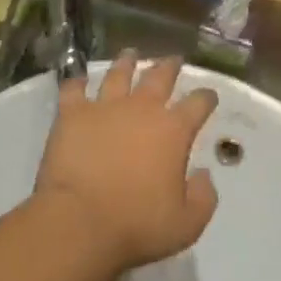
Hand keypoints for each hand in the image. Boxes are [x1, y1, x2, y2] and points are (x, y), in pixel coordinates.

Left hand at [33, 51, 219, 271]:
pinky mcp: (72, 114)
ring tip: (130, 54)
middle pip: (159, 77)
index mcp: (173, 131)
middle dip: (170, 66)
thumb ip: (203, 197)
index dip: (206, 97)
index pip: (198, 103)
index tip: (209, 96)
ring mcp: (104, 107)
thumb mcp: (187, 224)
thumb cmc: (137, 225)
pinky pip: (74, 89)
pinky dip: (78, 82)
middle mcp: (142, 109)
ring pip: (118, 74)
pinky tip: (80, 79)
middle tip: (173, 59)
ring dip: (127, 62)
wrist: (80, 222)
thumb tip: (204, 175)